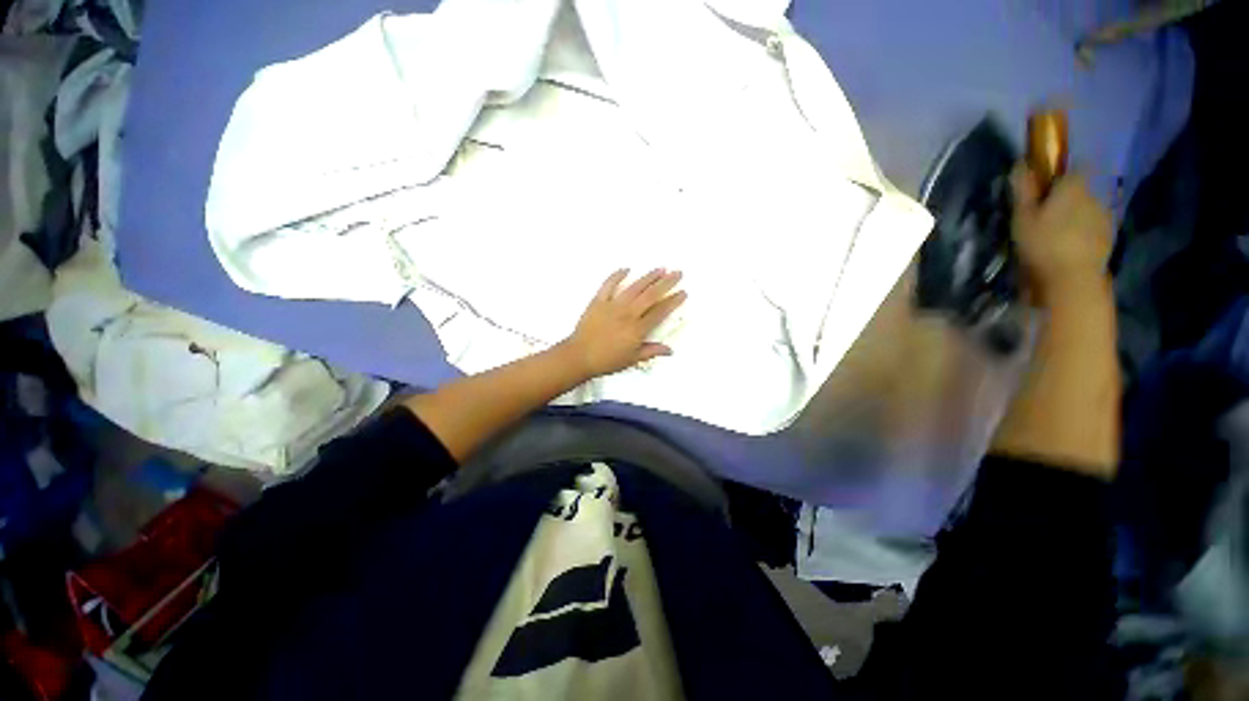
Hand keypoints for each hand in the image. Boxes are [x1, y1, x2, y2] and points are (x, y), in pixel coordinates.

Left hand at [562, 269, 686, 377]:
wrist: (579, 356)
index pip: (659, 312)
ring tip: (661, 269)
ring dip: (648, 277)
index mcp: (637, 329)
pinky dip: (616, 276)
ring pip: (634, 288)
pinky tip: (626, 268)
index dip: (673, 301)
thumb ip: (651, 351)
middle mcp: (628, 314)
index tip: (682, 292)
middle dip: (666, 283)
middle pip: (650, 295)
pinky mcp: (598, 301)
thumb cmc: (607, 360)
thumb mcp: (632, 359)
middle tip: (678, 273)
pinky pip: (608, 285)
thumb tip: (670, 350)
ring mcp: (612, 305)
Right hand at [1011, 165, 1112, 305]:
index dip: (1063, 173)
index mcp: (1074, 187)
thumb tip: (1021, 163)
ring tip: (1056, 235)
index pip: (1076, 167)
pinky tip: (1068, 247)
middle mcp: (1094, 196)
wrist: (1073, 279)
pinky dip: (1083, 233)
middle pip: (1081, 190)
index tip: (1047, 186)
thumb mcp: (1022, 217)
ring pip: (1087, 210)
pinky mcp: (1108, 238)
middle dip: (1067, 199)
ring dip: (1075, 217)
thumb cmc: (1043, 244)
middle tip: (1046, 216)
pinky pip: (1093, 228)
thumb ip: (1023, 190)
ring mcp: (1105, 218)